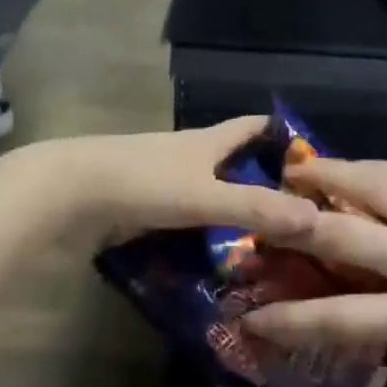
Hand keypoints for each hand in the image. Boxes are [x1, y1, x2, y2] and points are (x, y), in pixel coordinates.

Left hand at [26, 118, 316, 244]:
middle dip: (263, 180)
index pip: (252, 126)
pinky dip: (205, 234)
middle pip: (232, 161)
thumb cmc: (141, 182)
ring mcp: (162, 182)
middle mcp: (187, 156)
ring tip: (267, 245)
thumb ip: (255, 207)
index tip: (314, 154)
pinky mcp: (142, 208)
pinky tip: (220, 261)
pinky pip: (185, 219)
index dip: (281, 132)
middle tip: (298, 214)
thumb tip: (318, 219)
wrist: (68, 192)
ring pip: (209, 193)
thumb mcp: (203, 195)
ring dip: (234, 211)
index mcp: (205, 142)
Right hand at [243, 159, 386, 376]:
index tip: (252, 316)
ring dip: (327, 176)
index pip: (339, 318)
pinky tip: (358, 168)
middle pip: (339, 232)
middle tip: (261, 213)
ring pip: (367, 183)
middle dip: (294, 223)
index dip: (289, 319)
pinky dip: (371, 170)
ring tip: (299, 172)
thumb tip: (368, 298)